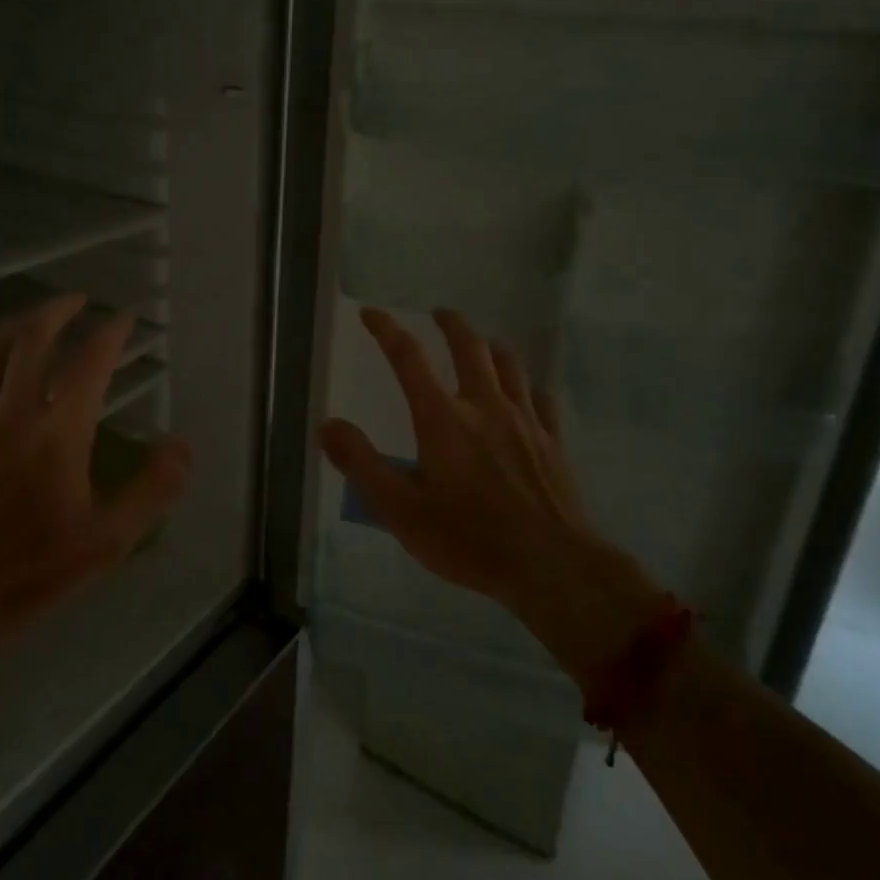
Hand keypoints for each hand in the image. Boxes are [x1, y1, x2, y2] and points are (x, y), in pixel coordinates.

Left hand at [0, 294, 190, 679]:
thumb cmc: (31, 573)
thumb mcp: (108, 541)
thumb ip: (152, 489)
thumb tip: (181, 444)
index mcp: (56, 434)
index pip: (88, 363)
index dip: (110, 333)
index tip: (125, 319)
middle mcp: (11, 414)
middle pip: (30, 340)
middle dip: (57, 311)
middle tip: (78, 300)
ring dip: (16, 326)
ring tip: (35, 318)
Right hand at [318, 307, 656, 677]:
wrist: (551, 566)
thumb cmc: (468, 540)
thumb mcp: (401, 510)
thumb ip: (362, 464)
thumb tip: (327, 425)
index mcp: (443, 419)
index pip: (409, 358)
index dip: (387, 330)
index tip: (372, 313)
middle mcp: (484, 406)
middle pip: (469, 346)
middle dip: (451, 324)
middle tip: (439, 314)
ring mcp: (524, 420)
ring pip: (509, 363)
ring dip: (490, 345)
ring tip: (480, 343)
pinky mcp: (552, 441)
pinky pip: (540, 397)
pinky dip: (526, 385)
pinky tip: (524, 393)